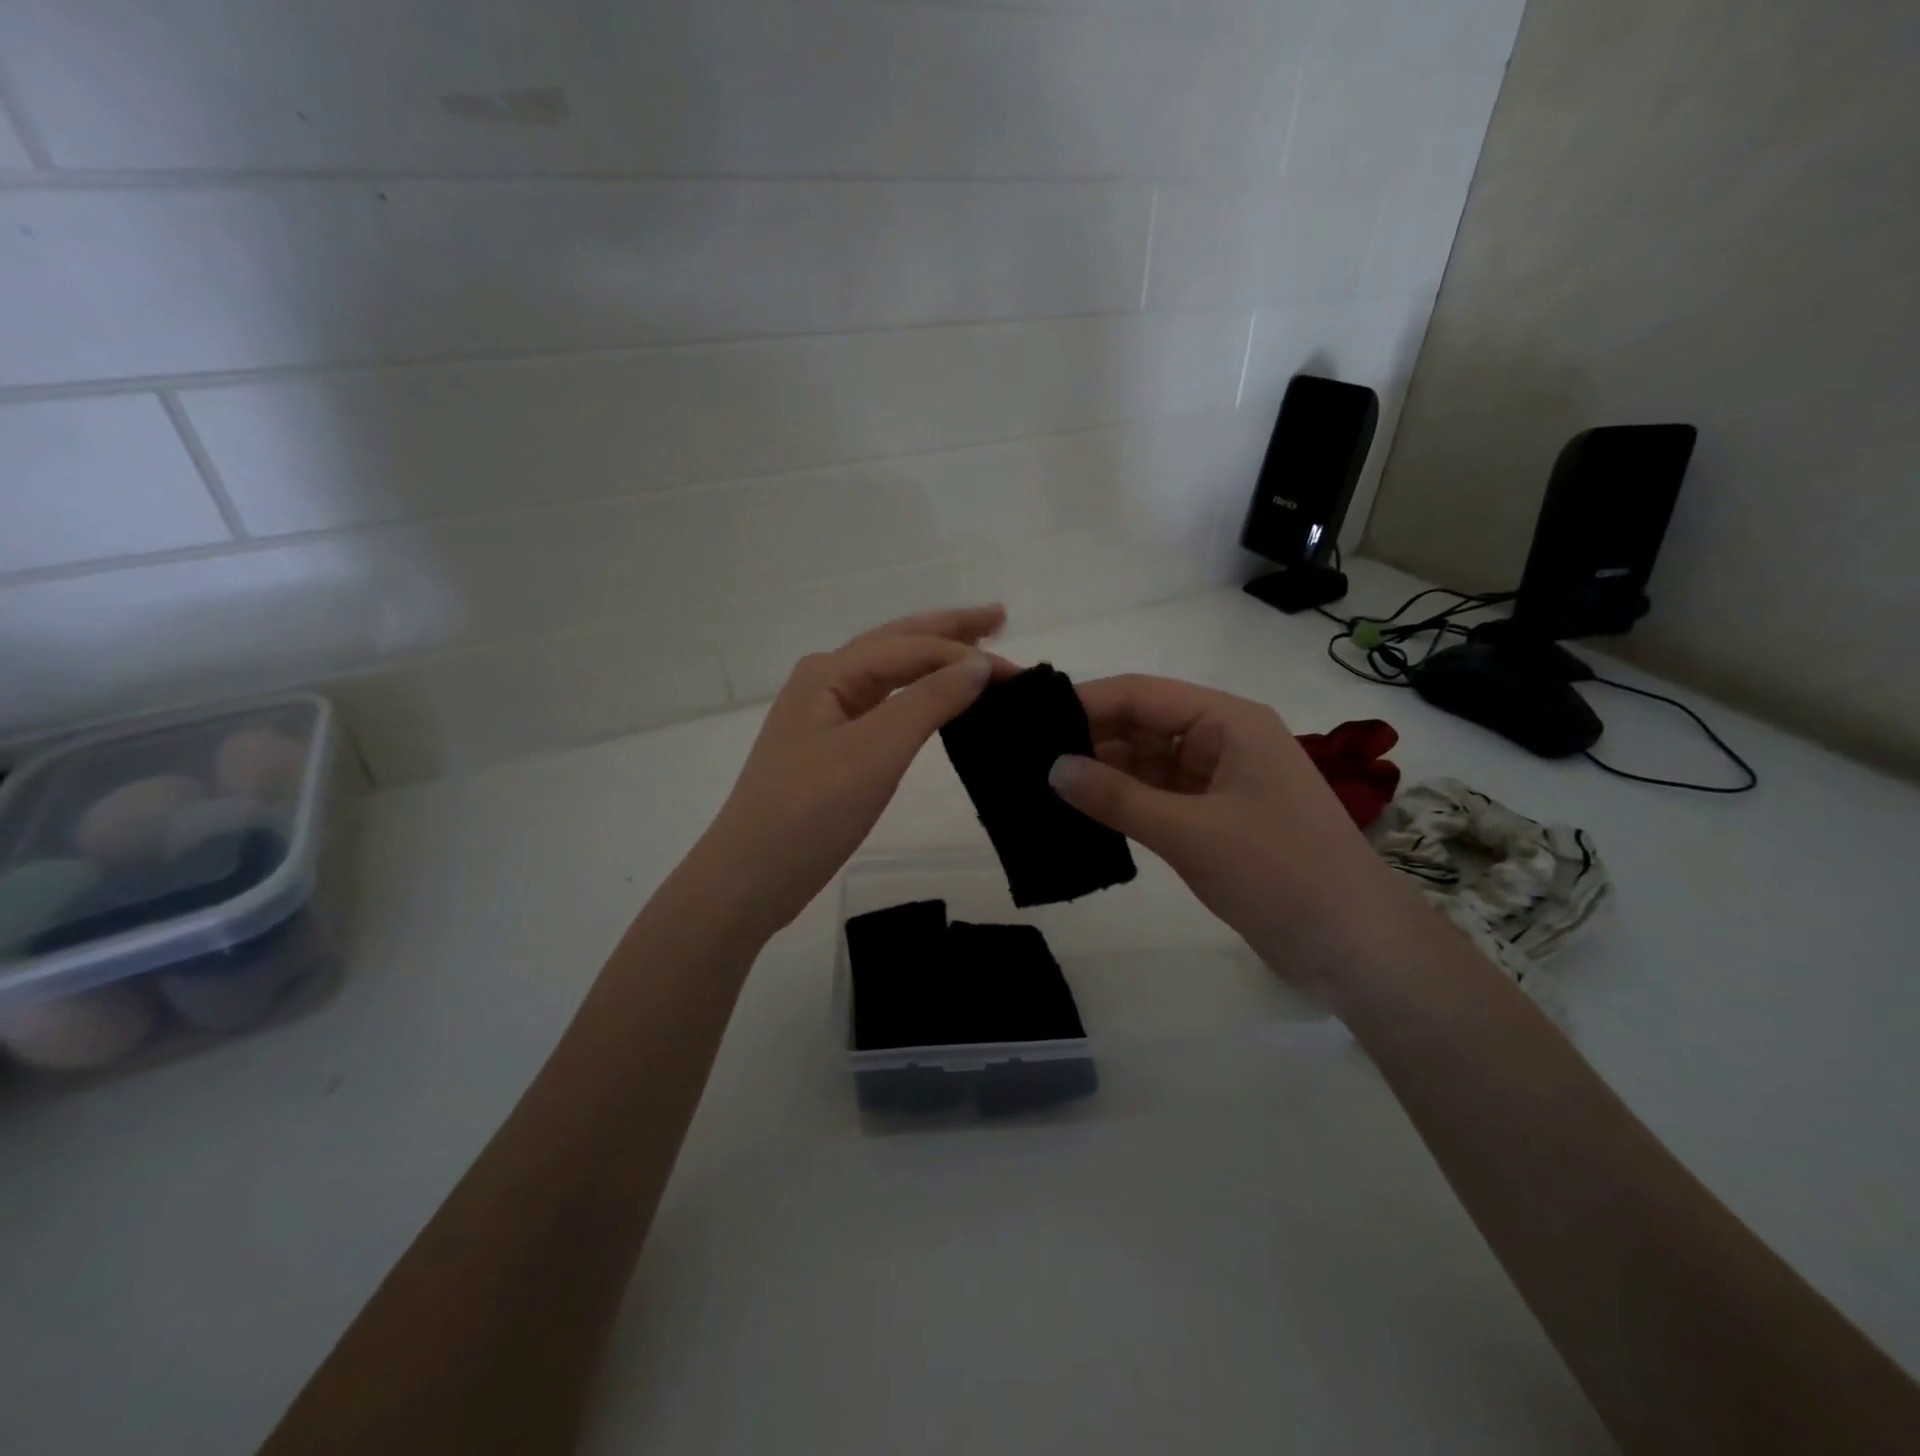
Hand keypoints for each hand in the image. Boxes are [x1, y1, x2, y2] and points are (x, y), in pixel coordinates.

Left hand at [700, 607, 1008, 939]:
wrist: (752, 876)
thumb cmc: (811, 811)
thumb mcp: (876, 751)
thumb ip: (929, 701)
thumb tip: (979, 664)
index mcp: (830, 672)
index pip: (913, 648)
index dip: (967, 653)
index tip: (1021, 673)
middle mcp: (825, 681)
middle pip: (898, 643)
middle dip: (949, 630)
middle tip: (1000, 617)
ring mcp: (824, 714)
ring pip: (890, 673)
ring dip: (933, 658)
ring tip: (976, 649)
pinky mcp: (830, 746)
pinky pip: (883, 704)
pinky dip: (917, 694)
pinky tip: (934, 696)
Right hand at [1047, 674, 1414, 1004]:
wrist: (1354, 948)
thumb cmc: (1280, 873)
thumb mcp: (1192, 833)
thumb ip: (1118, 798)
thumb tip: (1052, 769)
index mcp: (1228, 722)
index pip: (1142, 694)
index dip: (1086, 703)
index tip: (1029, 720)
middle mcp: (1221, 741)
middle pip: (1142, 725)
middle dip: (1088, 739)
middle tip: (1023, 757)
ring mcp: (1217, 782)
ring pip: (1145, 764)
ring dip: (1101, 773)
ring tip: (1038, 784)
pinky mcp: (1212, 820)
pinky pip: (1155, 798)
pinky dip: (1121, 803)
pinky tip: (1078, 812)